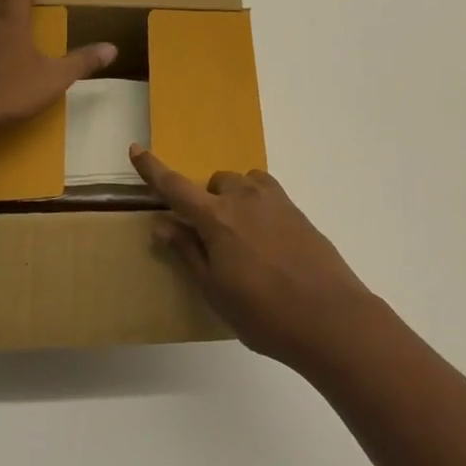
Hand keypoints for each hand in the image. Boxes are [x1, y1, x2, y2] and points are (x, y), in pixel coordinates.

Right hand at [130, 145, 381, 371]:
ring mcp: (274, 199)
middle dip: (207, 201)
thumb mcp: (215, 291)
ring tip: (242, 239)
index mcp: (216, 218)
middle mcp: (243, 198)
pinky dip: (257, 204)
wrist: (329, 316)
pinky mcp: (296, 208)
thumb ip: (188, 252)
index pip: (175, 187)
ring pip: (243, 183)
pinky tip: (267, 239)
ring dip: (234, 200)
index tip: (136, 149)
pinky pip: (266, 192)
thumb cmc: (263, 313)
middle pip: (215, 182)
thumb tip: (162, 225)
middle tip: (212, 240)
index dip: (153, 169)